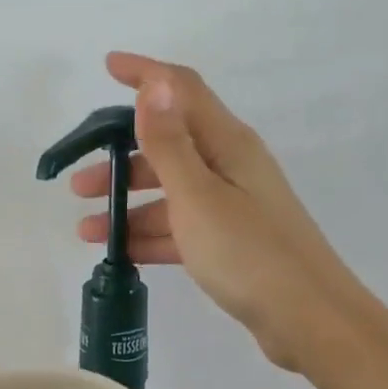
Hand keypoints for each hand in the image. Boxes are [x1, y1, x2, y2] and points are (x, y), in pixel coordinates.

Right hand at [71, 53, 354, 371]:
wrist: (309, 321)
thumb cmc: (249, 253)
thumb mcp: (198, 196)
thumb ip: (169, 143)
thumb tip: (153, 85)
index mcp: (227, 144)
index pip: (182, 91)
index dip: (146, 75)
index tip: (108, 67)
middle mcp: (230, 167)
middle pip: (168, 145)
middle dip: (121, 157)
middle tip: (78, 183)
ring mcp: (231, 207)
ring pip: (169, 192)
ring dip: (128, 204)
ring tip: (87, 229)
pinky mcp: (230, 242)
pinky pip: (179, 228)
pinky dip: (148, 236)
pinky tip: (119, 253)